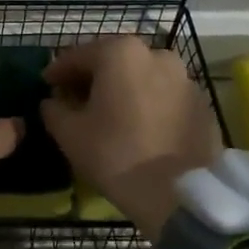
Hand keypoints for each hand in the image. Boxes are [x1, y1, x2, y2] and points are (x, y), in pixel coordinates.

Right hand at [40, 37, 221, 235]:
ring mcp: (184, 78)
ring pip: (141, 76)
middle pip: (113, 61)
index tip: (46, 85)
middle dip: (92, 77)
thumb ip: (54, 109)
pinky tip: (137, 126)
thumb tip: (53, 102)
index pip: (78, 56)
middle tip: (75, 98)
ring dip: (122, 88)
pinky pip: (163, 95)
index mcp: (120, 54)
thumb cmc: (116, 155)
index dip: (57, 71)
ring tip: (108, 113)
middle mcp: (156, 55)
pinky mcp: (201, 103)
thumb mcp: (69, 133)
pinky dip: (147, 103)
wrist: (180, 194)